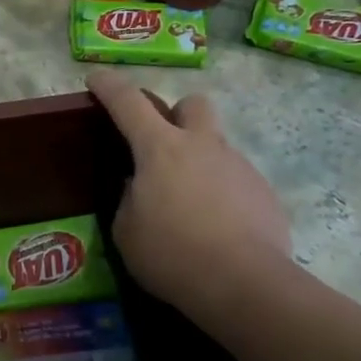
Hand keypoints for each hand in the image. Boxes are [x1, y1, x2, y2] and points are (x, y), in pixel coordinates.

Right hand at [86, 73, 290, 324]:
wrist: (244, 283)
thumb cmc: (171, 255)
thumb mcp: (127, 231)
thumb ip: (130, 200)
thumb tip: (141, 189)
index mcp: (160, 149)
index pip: (128, 102)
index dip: (109, 86)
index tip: (97, 77)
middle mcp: (203, 146)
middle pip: (192, 103)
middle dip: (176, 114)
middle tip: (163, 145)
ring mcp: (238, 167)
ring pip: (216, 146)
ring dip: (199, 162)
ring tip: (188, 206)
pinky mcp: (263, 193)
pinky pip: (235, 180)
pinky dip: (221, 194)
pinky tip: (216, 228)